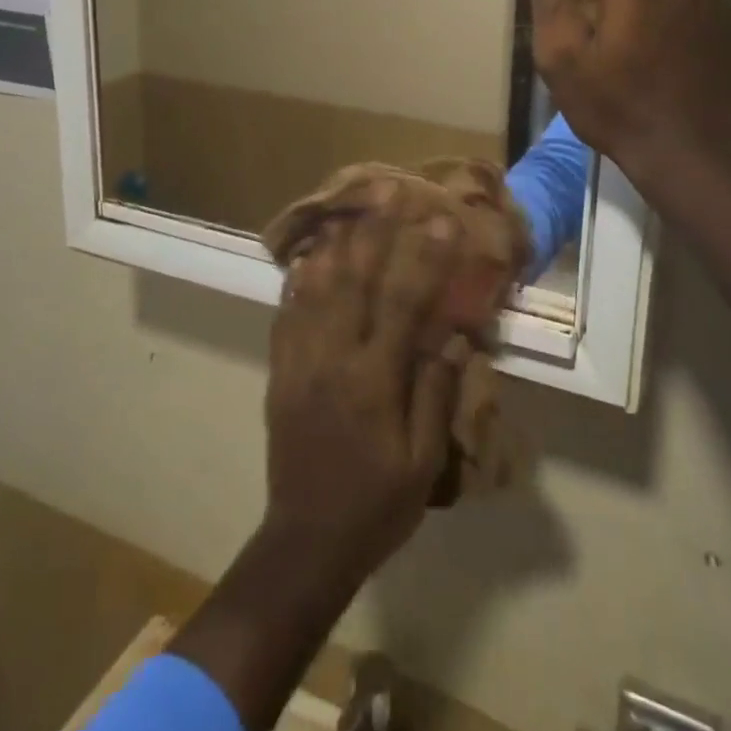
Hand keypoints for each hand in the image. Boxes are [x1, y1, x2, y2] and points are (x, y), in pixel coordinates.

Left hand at [263, 185, 465, 588]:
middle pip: (352, 279)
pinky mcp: (279, 370)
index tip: (439, 220)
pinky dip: (297, 277)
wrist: (306, 540)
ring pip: (314, 286)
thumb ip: (435, 393)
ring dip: (333, 241)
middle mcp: (332, 358)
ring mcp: (299, 360)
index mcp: (373, 380)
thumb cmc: (377, 504)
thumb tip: (451, 335)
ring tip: (347, 206)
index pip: (402, 303)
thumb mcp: (422, 462)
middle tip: (386, 190)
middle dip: (372, 230)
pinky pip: (286, 311)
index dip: (423, 257)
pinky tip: (307, 254)